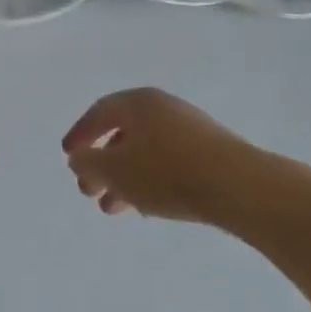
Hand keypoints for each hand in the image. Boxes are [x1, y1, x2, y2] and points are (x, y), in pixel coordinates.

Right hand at [63, 88, 285, 231]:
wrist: (242, 188)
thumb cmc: (168, 173)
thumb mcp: (116, 171)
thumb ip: (89, 163)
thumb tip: (79, 158)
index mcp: (137, 102)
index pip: (99, 113)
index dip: (79, 135)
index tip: (68, 158)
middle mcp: (162, 108)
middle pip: (122, 134)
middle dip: (102, 165)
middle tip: (89, 192)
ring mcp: (190, 129)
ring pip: (145, 152)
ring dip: (125, 179)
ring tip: (115, 209)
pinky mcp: (210, 152)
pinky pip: (168, 163)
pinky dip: (150, 181)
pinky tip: (148, 207)